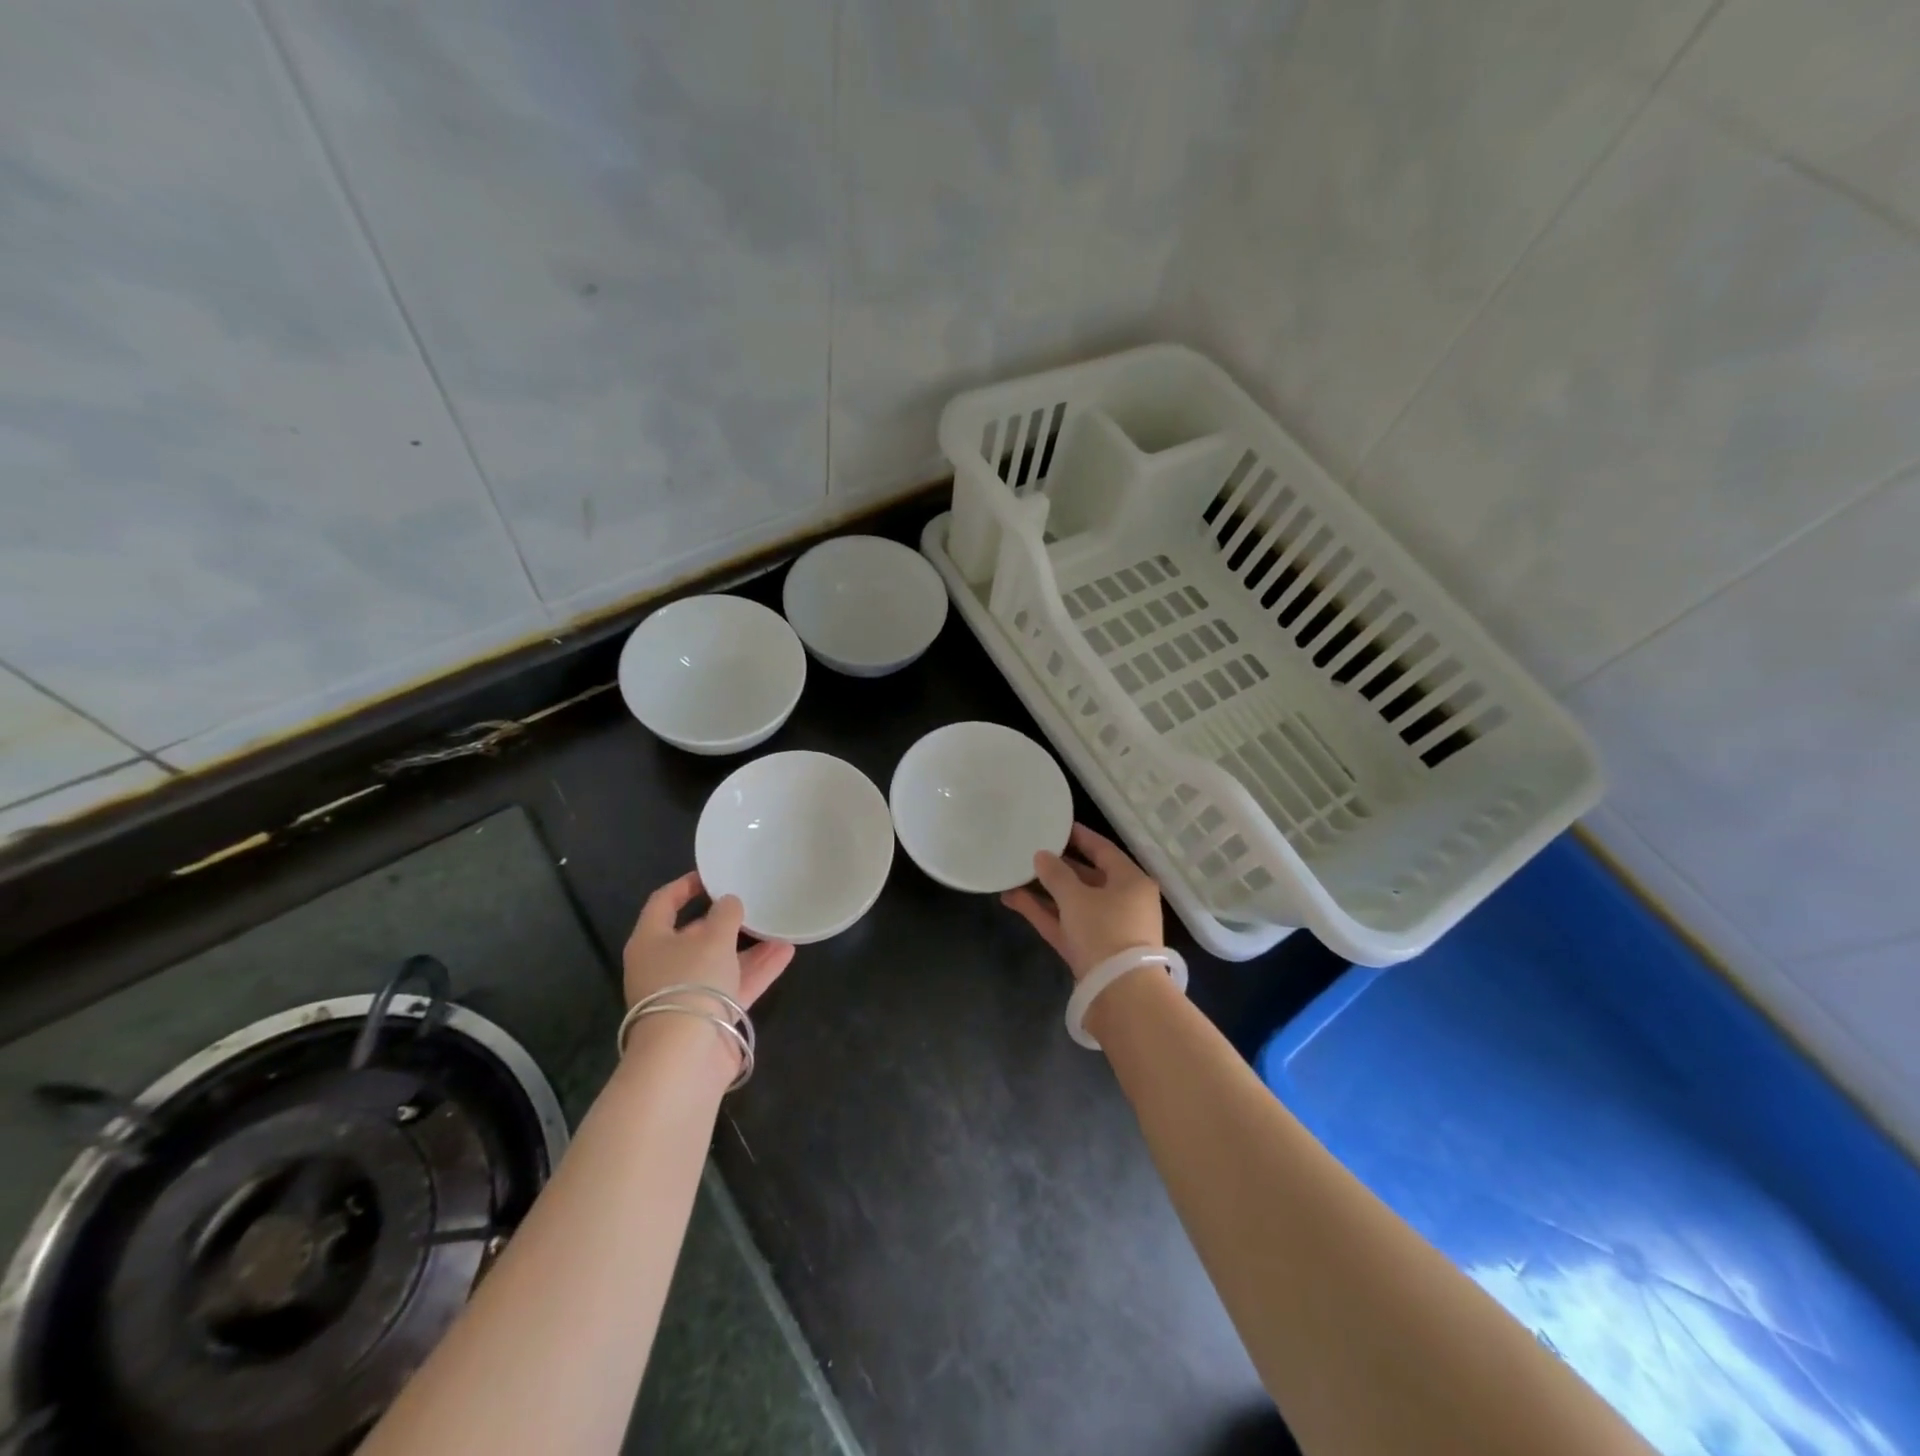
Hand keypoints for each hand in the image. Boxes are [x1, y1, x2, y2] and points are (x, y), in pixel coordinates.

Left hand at [622, 871, 794, 1010]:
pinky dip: (757, 969)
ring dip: (748, 945)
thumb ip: (725, 914)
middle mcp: (664, 966)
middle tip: (751, 902)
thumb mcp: (713, 938)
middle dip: (724, 920)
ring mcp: (687, 993)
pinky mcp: (709, 1016)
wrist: (686, 1057)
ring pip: (720, 961)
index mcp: (650, 942)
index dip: (686, 885)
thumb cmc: (691, 982)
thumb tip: (729, 902)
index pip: (663, 903)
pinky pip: (735, 985)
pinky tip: (786, 952)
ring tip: (778, 926)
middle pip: (693, 934)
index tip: (713, 875)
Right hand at [1001, 823, 1164, 981]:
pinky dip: (1043, 912)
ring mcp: (1105, 929)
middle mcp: (1123, 902)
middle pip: (1087, 877)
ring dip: (1044, 891)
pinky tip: (1013, 899)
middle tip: (1030, 850)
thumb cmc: (1105, 931)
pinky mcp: (1090, 951)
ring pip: (1072, 902)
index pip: (1103, 850)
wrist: (1120, 995)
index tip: (1055, 825)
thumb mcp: (1077, 897)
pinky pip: (1065, 923)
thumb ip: (1056, 874)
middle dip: (1057, 866)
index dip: (1079, 836)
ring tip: (1013, 874)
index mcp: (1131, 881)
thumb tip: (1041, 855)